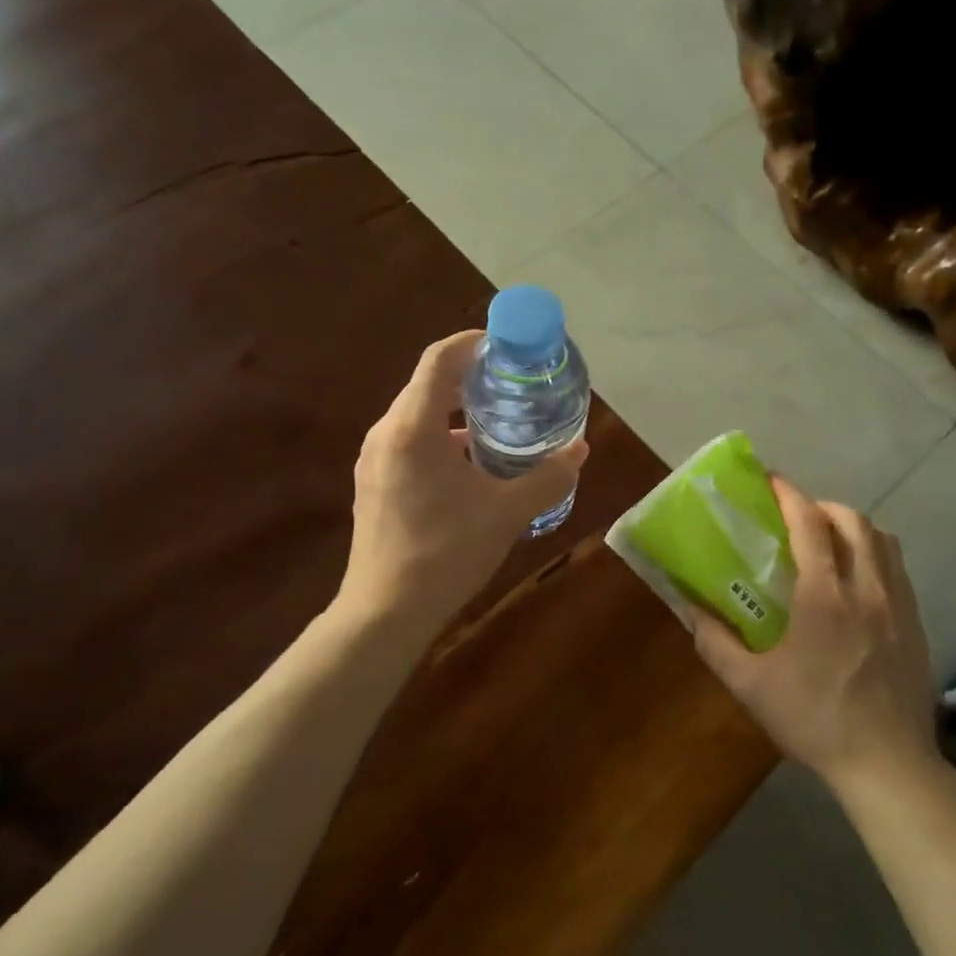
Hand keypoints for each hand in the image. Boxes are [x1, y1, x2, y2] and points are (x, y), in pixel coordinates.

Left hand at [339, 330, 588, 625]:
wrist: (385, 612)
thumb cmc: (446, 554)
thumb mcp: (507, 513)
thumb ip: (548, 477)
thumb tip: (581, 451)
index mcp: (413, 427)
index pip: (440, 359)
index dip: (473, 343)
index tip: (507, 345)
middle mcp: (386, 433)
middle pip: (428, 385)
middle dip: (471, 379)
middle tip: (514, 385)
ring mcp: (374, 460)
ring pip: (418, 417)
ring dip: (457, 413)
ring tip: (499, 424)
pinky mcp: (373, 484)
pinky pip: (409, 444)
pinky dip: (441, 439)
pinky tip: (470, 467)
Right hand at [688, 476, 945, 791]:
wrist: (888, 765)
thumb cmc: (814, 720)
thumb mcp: (750, 686)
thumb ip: (715, 642)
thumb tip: (690, 608)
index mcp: (824, 598)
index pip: (810, 525)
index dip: (789, 495)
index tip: (770, 480)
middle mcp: (867, 590)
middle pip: (853, 521)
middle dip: (822, 506)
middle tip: (796, 518)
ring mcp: (899, 606)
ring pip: (883, 540)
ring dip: (853, 527)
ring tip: (828, 543)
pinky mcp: (917, 625)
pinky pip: (898, 569)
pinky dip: (875, 555)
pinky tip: (857, 582)